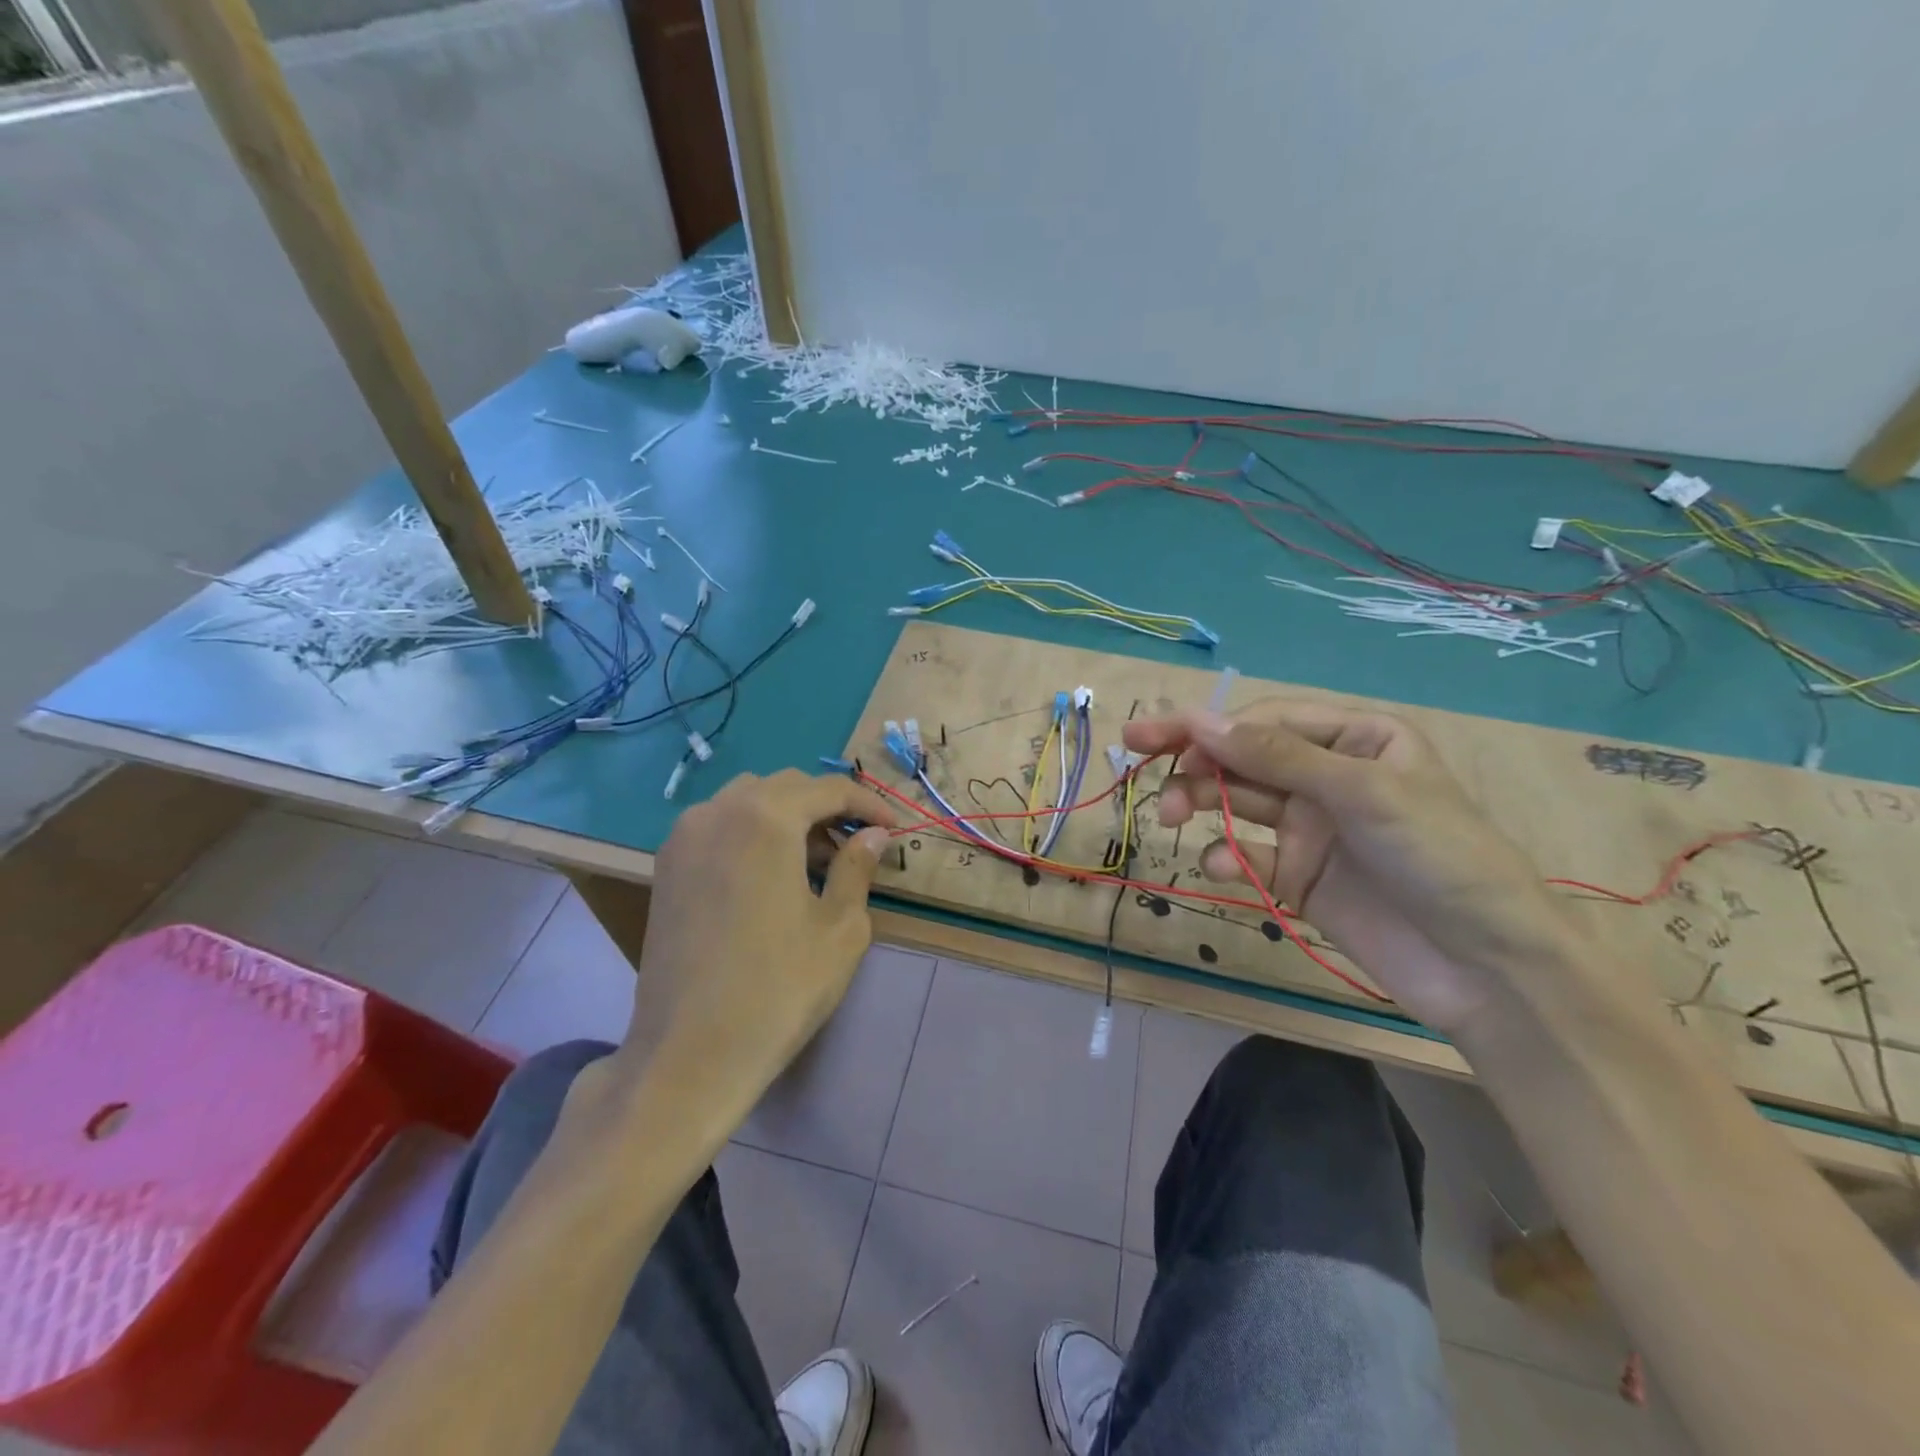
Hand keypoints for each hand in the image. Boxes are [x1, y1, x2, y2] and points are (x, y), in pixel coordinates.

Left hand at [597, 771, 897, 1128]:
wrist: (690, 1053)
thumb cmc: (779, 988)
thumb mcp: (840, 928)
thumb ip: (858, 867)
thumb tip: (874, 835)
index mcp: (765, 818)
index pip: (828, 789)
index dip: (869, 804)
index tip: (896, 829)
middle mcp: (718, 812)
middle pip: (786, 787)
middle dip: (828, 807)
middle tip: (860, 844)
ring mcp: (684, 838)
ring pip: (748, 801)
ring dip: (789, 817)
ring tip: (818, 860)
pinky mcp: (666, 868)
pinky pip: (719, 826)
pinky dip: (753, 833)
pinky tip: (773, 874)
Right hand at [1123, 703, 1585, 1035]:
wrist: (1488, 969)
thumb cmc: (1440, 857)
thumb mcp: (1362, 793)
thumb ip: (1277, 757)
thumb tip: (1200, 721)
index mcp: (1356, 739)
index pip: (1266, 720)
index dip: (1207, 726)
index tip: (1152, 734)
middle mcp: (1328, 776)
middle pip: (1244, 758)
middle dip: (1195, 762)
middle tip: (1139, 764)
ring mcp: (1312, 828)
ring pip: (1238, 803)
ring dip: (1201, 804)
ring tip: (1169, 818)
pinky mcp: (1300, 876)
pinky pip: (1249, 854)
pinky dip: (1228, 857)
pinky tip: (1221, 869)